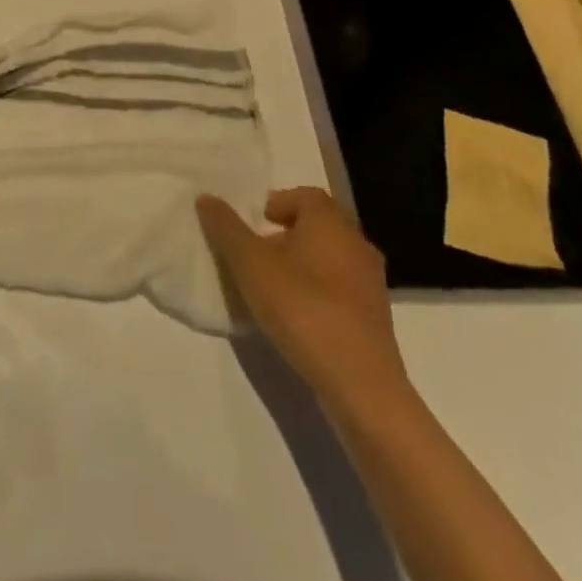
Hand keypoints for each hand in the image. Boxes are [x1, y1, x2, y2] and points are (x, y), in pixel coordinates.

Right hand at [198, 187, 409, 413]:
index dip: (277, 203)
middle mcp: (356, 244)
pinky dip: (317, 293)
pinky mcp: (375, 320)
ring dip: (301, 266)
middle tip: (255, 256)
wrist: (361, 385)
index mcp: (330, 223)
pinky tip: (296, 318)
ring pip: (329, 259)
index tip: (254, 224)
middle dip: (285, 235)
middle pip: (317, 226)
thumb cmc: (303, 308)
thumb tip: (206, 198)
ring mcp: (371, 284)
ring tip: (270, 289)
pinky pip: (340, 290)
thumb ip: (226, 228)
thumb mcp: (250, 264)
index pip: (305, 195)